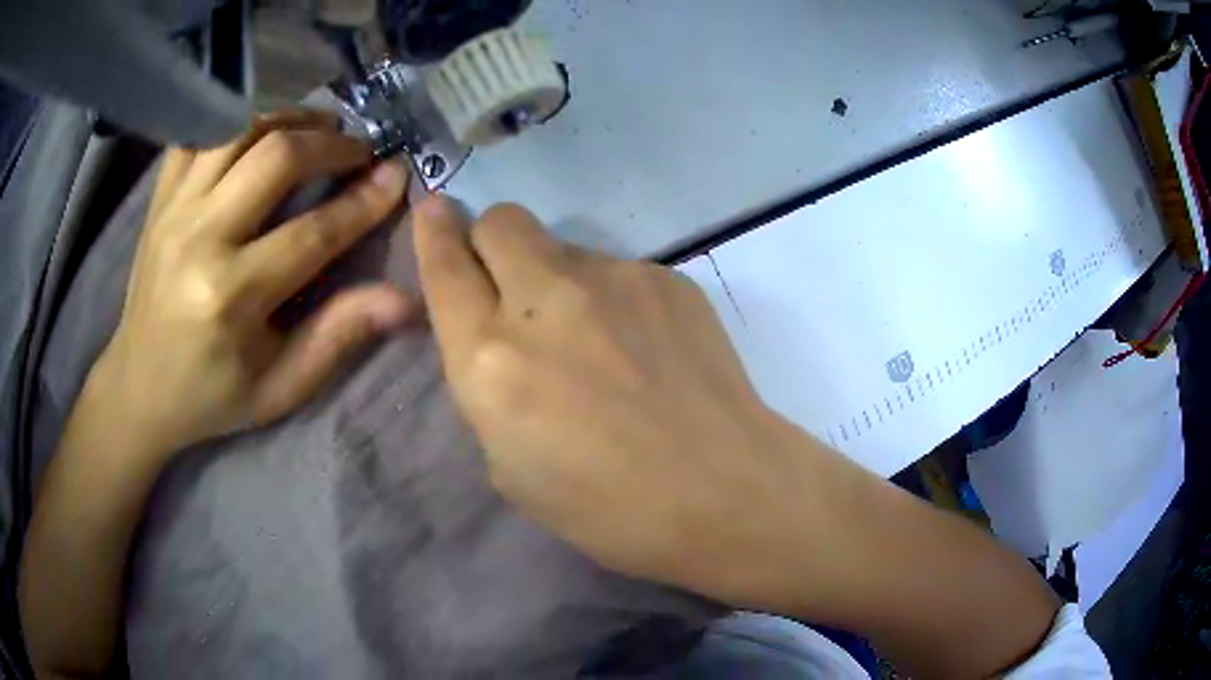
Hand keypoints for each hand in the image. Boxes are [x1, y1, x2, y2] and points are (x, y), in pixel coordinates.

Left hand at [95, 113, 415, 454]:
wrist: (138, 386)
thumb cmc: (211, 395)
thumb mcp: (279, 388)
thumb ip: (337, 337)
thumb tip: (404, 300)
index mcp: (230, 299)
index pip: (312, 234)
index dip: (364, 202)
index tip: (398, 175)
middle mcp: (198, 240)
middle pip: (276, 157)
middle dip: (330, 144)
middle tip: (358, 150)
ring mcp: (173, 210)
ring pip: (239, 128)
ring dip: (289, 118)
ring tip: (317, 128)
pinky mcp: (159, 197)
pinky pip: (200, 132)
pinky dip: (237, 118)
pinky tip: (262, 129)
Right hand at [411, 196, 852, 607]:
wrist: (723, 490)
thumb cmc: (607, 507)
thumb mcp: (511, 467)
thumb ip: (491, 387)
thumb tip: (501, 338)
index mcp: (490, 358)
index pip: (446, 266)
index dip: (433, 231)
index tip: (433, 207)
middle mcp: (544, 299)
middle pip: (502, 221)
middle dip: (492, 241)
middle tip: (510, 284)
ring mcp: (613, 278)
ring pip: (563, 247)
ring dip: (558, 279)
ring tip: (598, 341)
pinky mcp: (666, 277)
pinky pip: (619, 272)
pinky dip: (614, 299)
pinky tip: (646, 349)